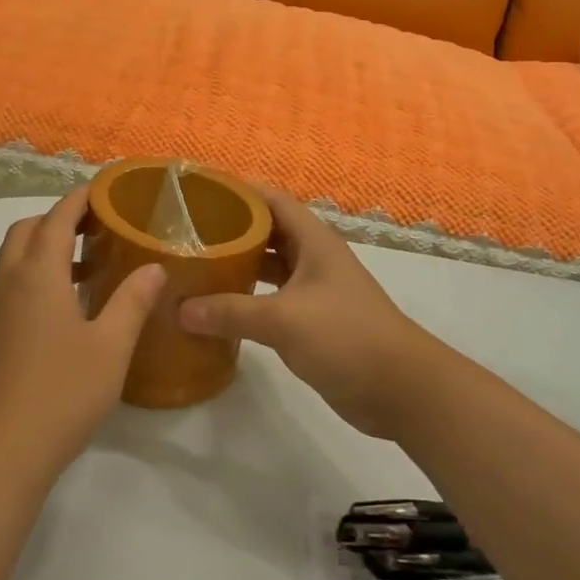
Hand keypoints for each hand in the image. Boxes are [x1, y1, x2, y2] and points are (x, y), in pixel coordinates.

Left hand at [0, 188, 166, 483]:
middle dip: (59, 220)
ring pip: (13, 259)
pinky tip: (62, 312)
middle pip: (28, 230)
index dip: (81, 199)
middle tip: (98, 228)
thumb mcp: (110, 348)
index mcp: (37, 274)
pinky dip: (33, 278)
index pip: (58, 217)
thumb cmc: (59, 394)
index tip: (105, 190)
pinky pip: (8, 287)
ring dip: (44, 250)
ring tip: (88, 268)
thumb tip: (154, 267)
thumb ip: (132, 301)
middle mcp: (6, 281)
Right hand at [178, 189, 442, 438]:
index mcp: (313, 241)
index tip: (199, 190)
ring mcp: (313, 291)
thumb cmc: (346, 336)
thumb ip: (231, 312)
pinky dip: (245, 299)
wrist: (400, 389)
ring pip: (268, 267)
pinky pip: (271, 299)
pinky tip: (216, 307)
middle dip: (230, 228)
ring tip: (194, 264)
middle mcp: (313, 259)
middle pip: (267, 232)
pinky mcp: (311, 321)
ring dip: (237, 265)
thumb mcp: (284, 319)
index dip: (239, 190)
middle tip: (186, 231)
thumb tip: (180, 309)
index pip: (272, 200)